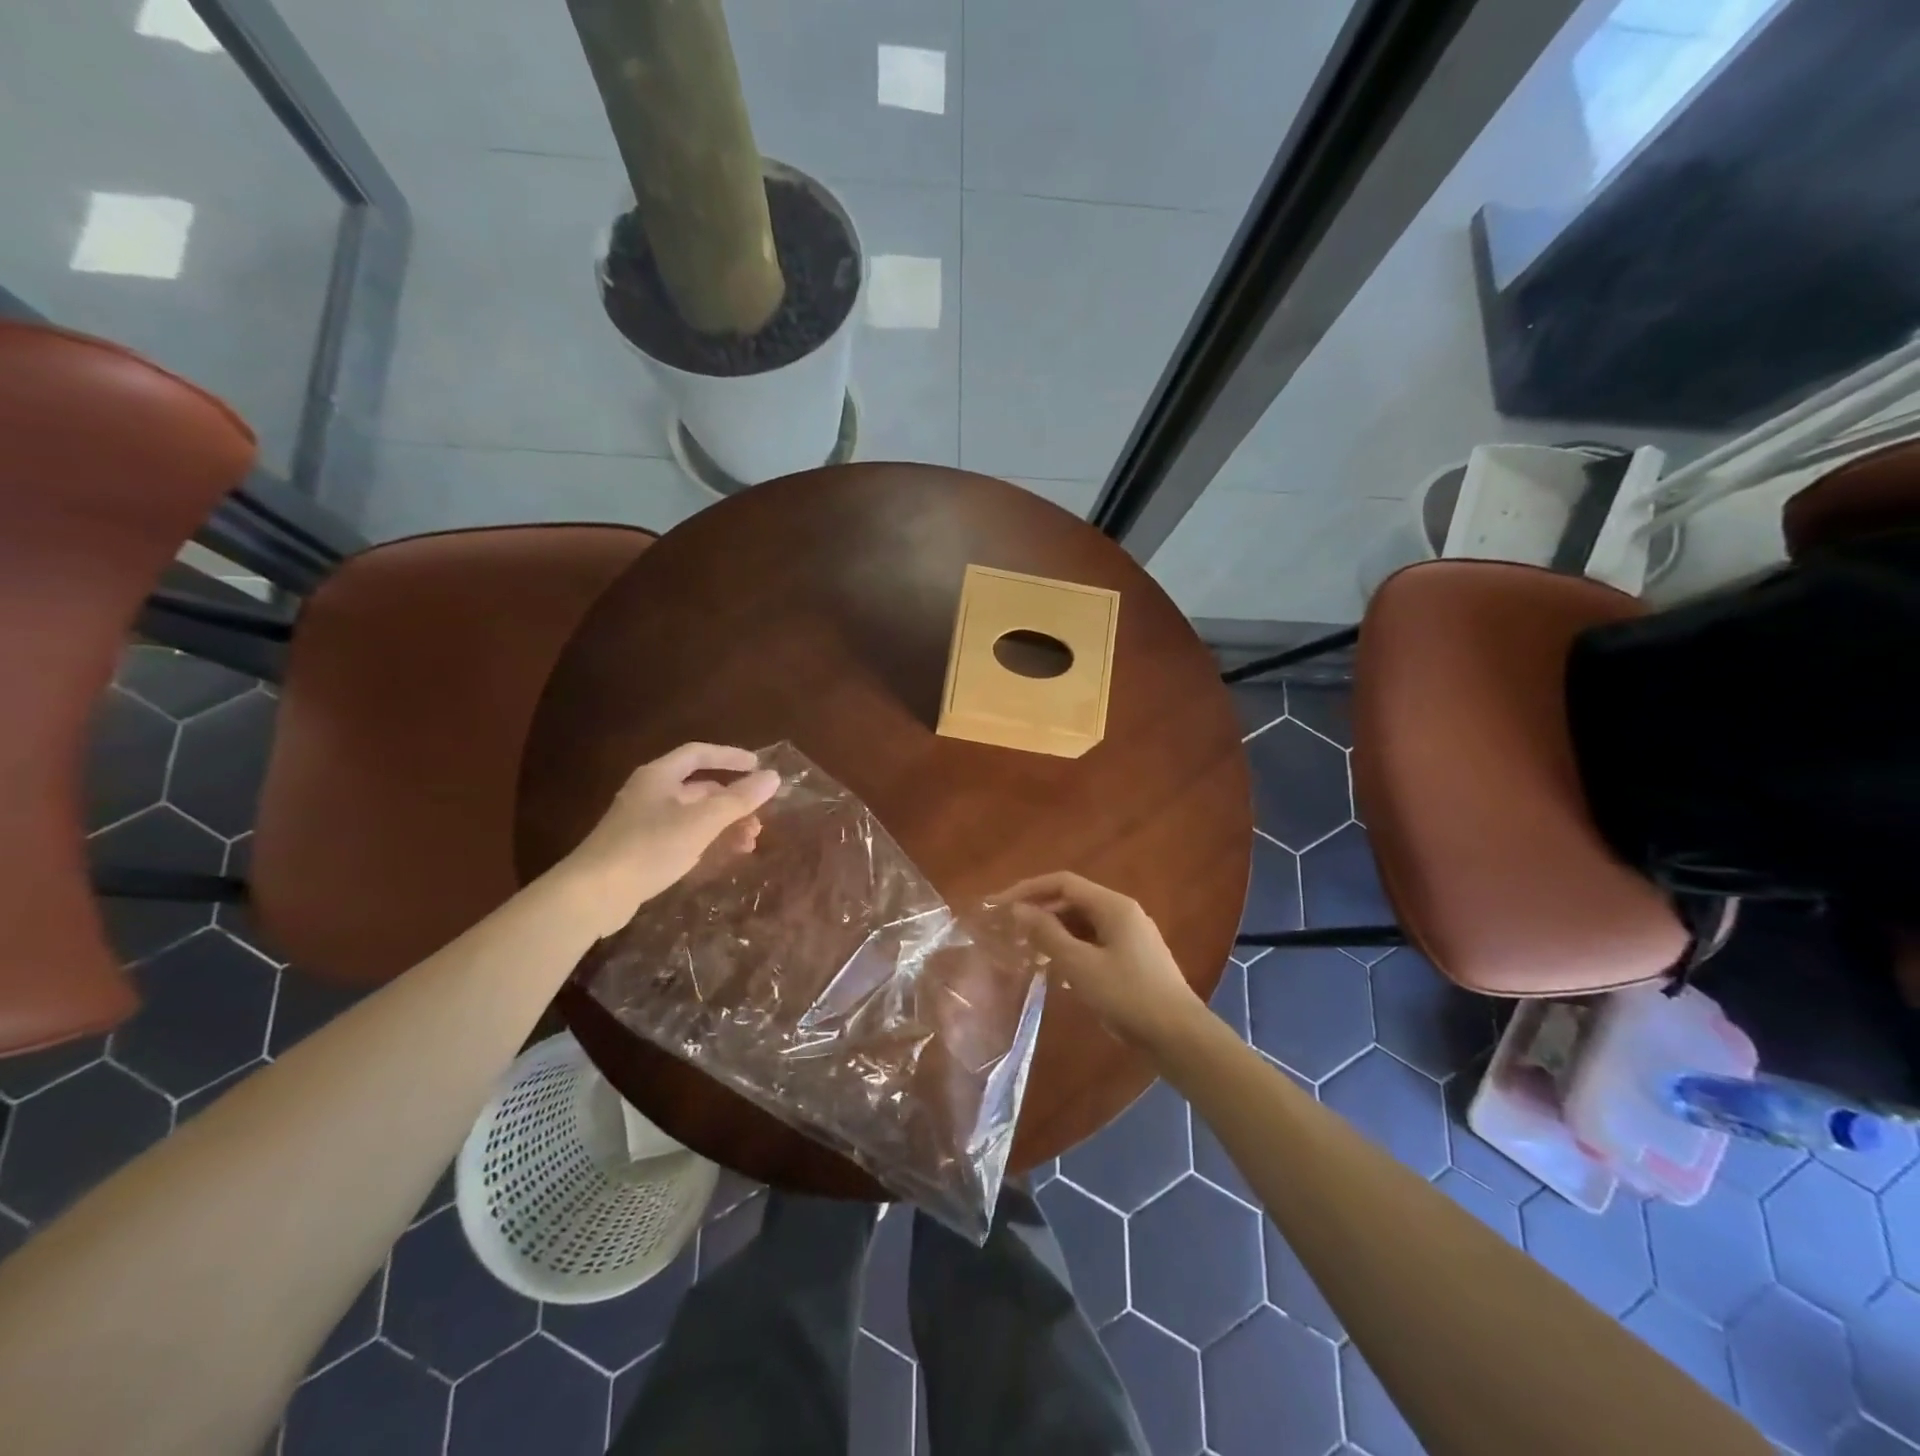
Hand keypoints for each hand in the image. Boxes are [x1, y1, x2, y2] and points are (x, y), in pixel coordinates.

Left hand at [558, 744, 780, 936]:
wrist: (592, 894)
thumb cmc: (649, 847)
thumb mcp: (701, 822)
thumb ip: (739, 799)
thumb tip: (773, 777)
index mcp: (658, 776)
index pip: (699, 754)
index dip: (730, 757)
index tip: (759, 767)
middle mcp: (650, 793)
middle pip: (699, 787)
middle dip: (733, 800)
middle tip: (760, 817)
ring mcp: (643, 822)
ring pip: (693, 815)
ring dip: (724, 824)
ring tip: (748, 843)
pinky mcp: (640, 850)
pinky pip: (683, 836)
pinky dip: (707, 841)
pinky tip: (723, 857)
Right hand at [1000, 872, 1204, 1052]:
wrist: (1179, 1037)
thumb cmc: (1128, 995)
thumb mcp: (1080, 965)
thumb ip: (1047, 934)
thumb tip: (1019, 910)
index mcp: (1113, 906)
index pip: (1062, 883)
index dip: (1028, 890)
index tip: (999, 906)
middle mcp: (1123, 913)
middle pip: (1073, 901)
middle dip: (1039, 912)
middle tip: (1008, 930)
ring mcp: (1130, 937)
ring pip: (1083, 924)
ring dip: (1053, 933)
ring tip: (1025, 951)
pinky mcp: (1132, 960)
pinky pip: (1093, 943)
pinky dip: (1071, 950)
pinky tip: (1054, 971)